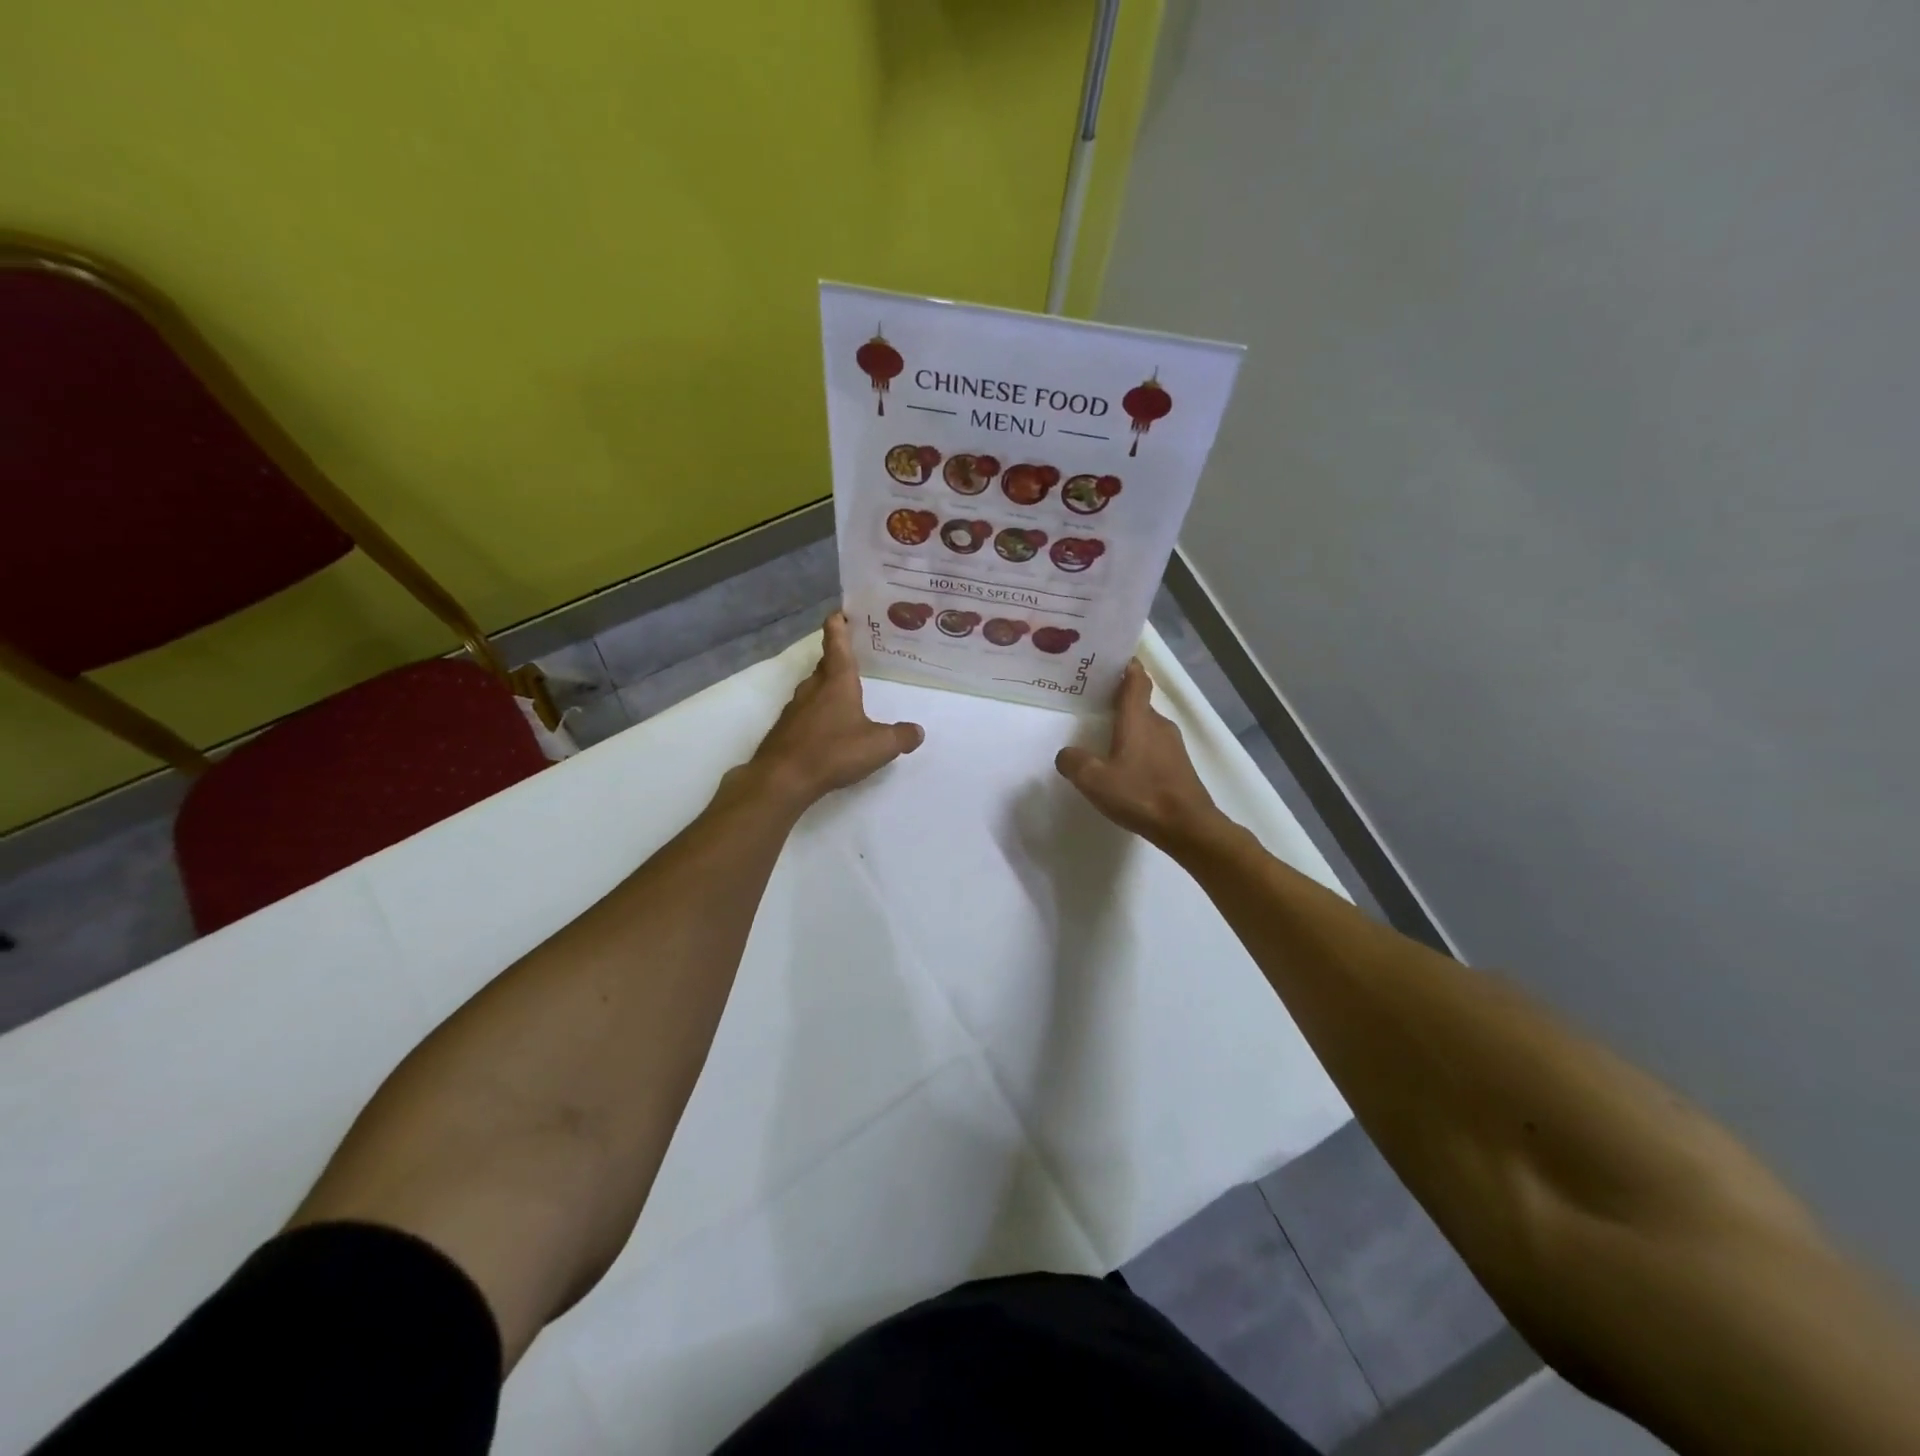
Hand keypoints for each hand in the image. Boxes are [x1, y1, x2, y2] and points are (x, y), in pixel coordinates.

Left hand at [742, 611, 923, 808]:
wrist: (783, 778)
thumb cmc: (833, 751)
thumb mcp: (879, 746)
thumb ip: (901, 736)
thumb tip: (918, 731)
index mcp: (837, 682)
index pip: (837, 643)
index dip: (838, 625)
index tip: (840, 612)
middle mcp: (813, 688)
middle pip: (825, 664)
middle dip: (837, 656)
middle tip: (853, 653)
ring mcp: (795, 708)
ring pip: (814, 688)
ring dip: (827, 685)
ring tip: (844, 691)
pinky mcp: (786, 729)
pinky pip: (805, 711)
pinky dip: (817, 710)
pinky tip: (827, 726)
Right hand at [1055, 658, 1226, 852]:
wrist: (1188, 826)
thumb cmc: (1141, 794)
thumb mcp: (1095, 780)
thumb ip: (1074, 763)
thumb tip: (1066, 755)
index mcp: (1139, 719)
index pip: (1136, 681)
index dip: (1127, 667)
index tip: (1114, 658)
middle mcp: (1158, 725)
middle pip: (1140, 703)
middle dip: (1120, 699)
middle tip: (1095, 701)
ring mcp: (1173, 746)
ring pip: (1147, 727)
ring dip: (1129, 726)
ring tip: (1106, 736)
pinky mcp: (1179, 766)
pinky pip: (1154, 747)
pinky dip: (1139, 748)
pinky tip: (1125, 766)